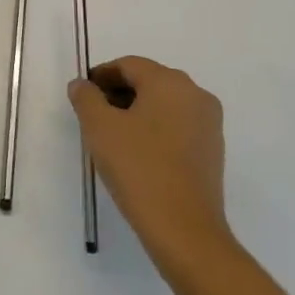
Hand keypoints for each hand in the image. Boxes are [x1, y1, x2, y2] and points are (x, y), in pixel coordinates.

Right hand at [69, 56, 232, 276]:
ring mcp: (209, 123)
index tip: (83, 93)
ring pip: (165, 104)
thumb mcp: (99, 128)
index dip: (101, 75)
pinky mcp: (213, 149)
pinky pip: (178, 125)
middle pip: (149, 81)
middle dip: (119, 92)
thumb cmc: (138, 168)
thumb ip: (86, 98)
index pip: (129, 65)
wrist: (184, 228)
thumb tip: (82, 85)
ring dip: (137, 111)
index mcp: (170, 82)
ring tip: (112, 135)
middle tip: (93, 114)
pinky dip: (155, 128)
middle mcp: (195, 94)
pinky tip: (138, 152)